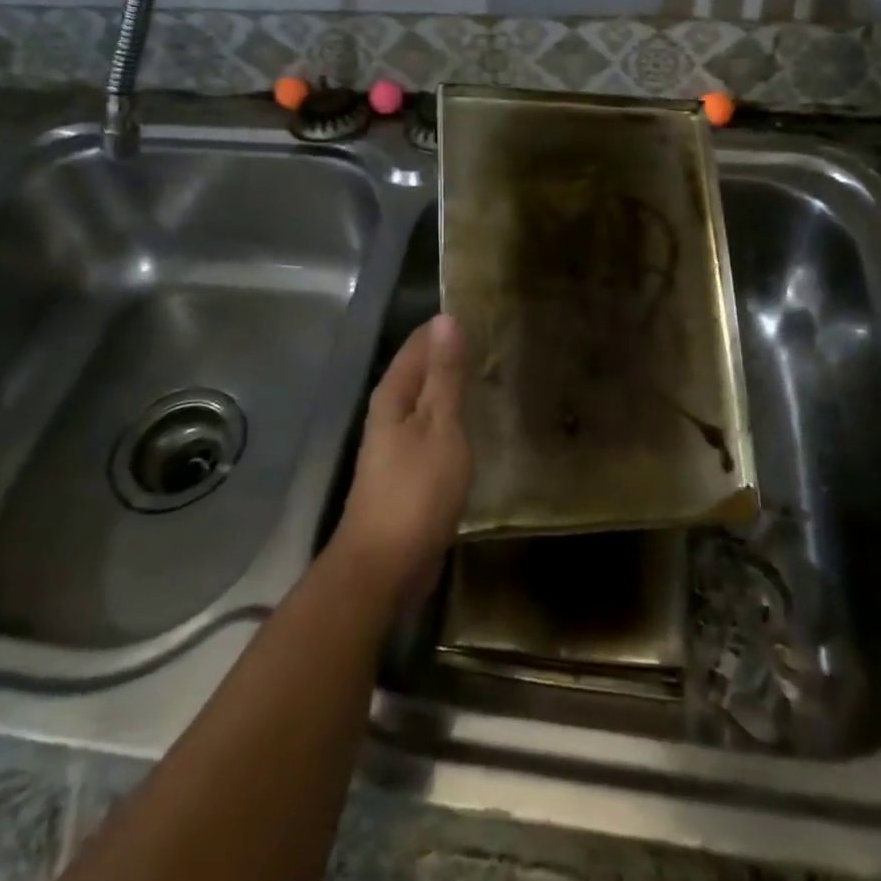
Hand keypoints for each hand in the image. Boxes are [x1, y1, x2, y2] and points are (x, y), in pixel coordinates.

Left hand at [331, 315, 471, 614]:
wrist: (384, 566)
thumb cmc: (416, 491)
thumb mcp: (440, 426)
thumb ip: (444, 375)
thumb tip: (446, 319)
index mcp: (393, 395)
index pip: (419, 343)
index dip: (446, 327)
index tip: (482, 314)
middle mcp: (389, 413)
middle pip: (420, 370)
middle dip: (451, 355)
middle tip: (496, 342)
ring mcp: (396, 445)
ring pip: (427, 401)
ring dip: (452, 388)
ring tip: (491, 375)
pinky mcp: (407, 473)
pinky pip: (432, 431)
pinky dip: (452, 419)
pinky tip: (475, 424)